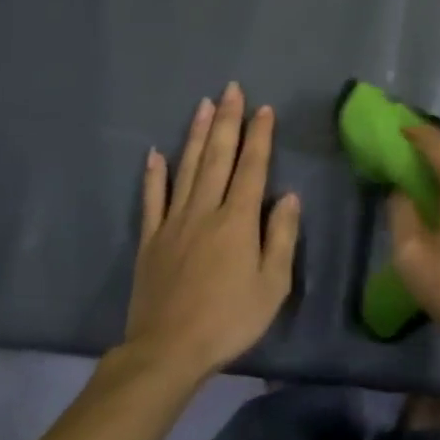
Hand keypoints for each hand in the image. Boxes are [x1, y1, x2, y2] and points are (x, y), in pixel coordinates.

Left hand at [123, 83, 299, 380]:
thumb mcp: (273, 284)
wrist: (168, 350)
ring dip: (195, 135)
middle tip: (230, 89)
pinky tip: (154, 154)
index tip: (263, 108)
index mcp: (237, 220)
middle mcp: (205, 210)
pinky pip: (151, 200)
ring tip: (201, 105)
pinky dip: (153, 175)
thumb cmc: (230, 319)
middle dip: (226, 121)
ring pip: (186, 168)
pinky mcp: (150, 239)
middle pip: (217, 157)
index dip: (259, 136)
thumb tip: (289, 197)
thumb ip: (281, 236)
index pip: (252, 167)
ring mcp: (173, 222)